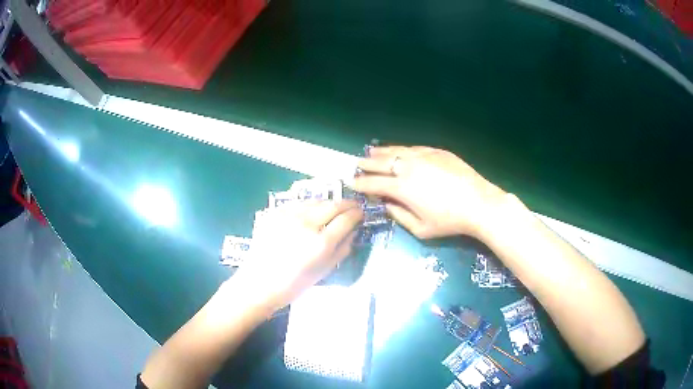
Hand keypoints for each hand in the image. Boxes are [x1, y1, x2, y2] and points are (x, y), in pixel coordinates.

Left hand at [229, 201, 362, 313]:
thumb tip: (353, 231)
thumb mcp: (325, 270)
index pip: (346, 218)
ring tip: (332, 208)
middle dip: (346, 204)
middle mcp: (306, 224)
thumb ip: (343, 249)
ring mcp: (288, 215)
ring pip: (315, 200)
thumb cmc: (294, 284)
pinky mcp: (275, 213)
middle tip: (352, 206)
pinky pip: (298, 204)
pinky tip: (310, 212)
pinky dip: (309, 206)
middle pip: (332, 204)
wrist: (260, 282)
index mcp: (321, 242)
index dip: (357, 213)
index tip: (361, 212)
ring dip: (328, 202)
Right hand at [353, 146, 505, 238]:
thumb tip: (387, 204)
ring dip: (381, 152)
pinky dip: (401, 149)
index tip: (351, 182)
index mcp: (402, 188)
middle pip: (381, 162)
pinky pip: (413, 148)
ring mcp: (423, 156)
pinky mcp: (437, 151)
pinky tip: (398, 150)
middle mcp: (408, 167)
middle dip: (366, 164)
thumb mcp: (421, 229)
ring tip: (371, 152)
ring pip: (396, 151)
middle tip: (356, 164)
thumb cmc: (449, 221)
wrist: (479, 204)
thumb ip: (399, 216)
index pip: (374, 183)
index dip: (360, 183)